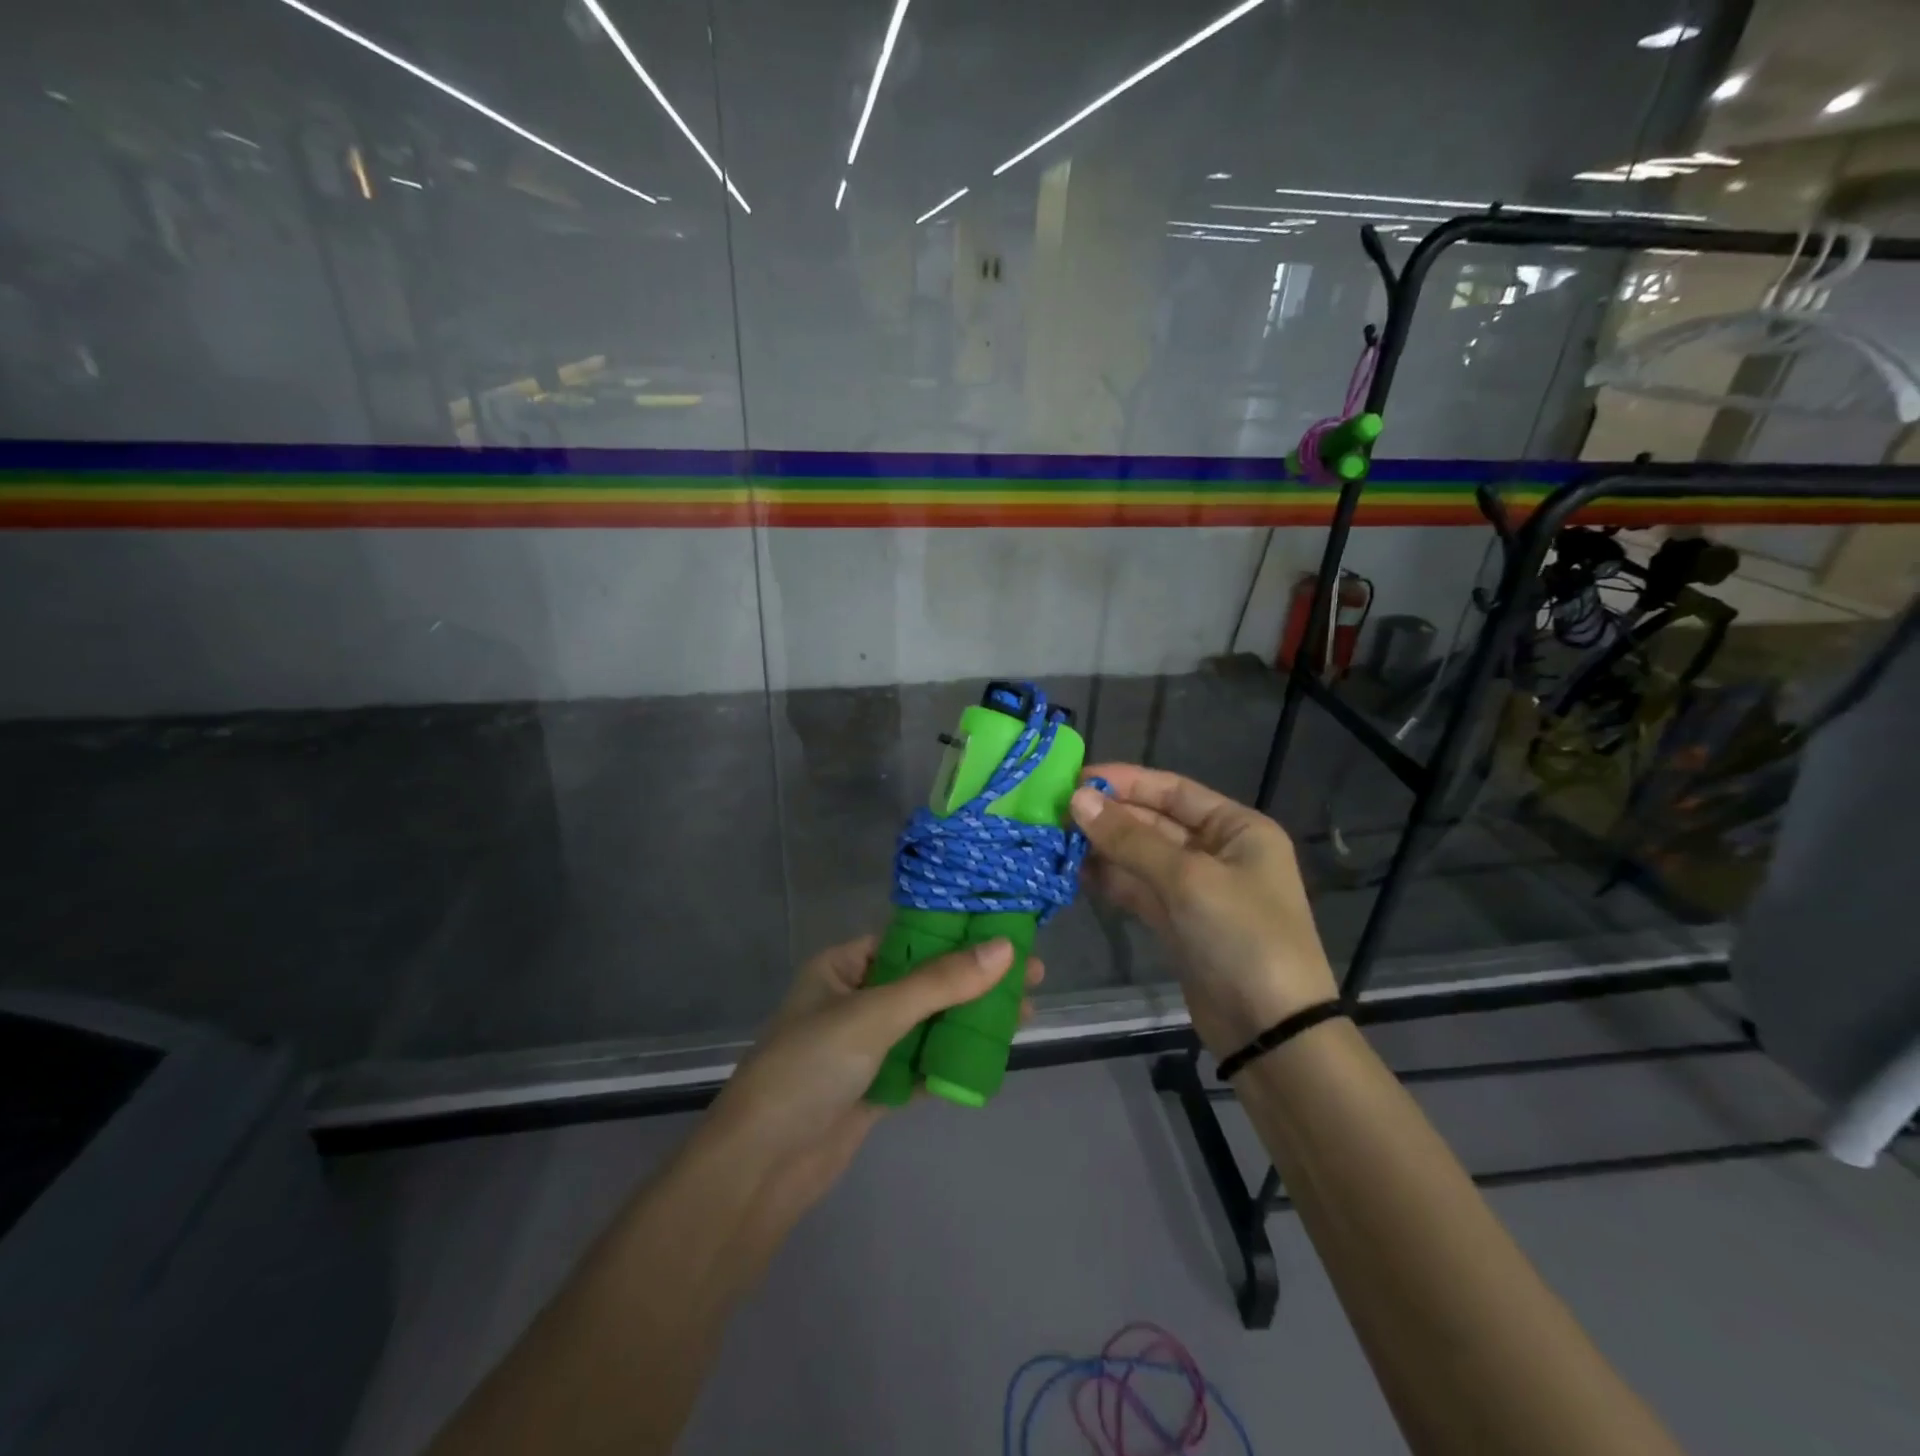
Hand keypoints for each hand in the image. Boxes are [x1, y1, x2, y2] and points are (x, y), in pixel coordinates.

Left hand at [706, 934, 1043, 1235]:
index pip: (909, 936)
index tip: (1006, 928)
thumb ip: (940, 983)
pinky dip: (955, 1057)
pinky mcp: (876, 1085)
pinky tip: (994, 1052)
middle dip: (975, 977)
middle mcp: (855, 998)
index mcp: (842, 965)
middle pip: (926, 980)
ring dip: (972, 1017)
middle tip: (1032, 972)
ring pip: (929, 1022)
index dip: (958, 931)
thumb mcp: (875, 1015)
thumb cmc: (809, 1068)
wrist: (761, 1168)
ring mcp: (866, 1045)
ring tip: (1026, 1010)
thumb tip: (1005, 947)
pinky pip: (924, 1061)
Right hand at [1071, 764, 1337, 1058]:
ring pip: (1142, 857)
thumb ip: (1130, 838)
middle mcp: (1218, 852)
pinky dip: (1111, 881)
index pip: (1173, 790)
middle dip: (1109, 817)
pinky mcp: (1178, 924)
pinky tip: (1075, 873)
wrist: (1271, 1032)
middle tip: (1055, 813)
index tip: (1074, 779)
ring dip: (1104, 849)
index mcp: (1237, 828)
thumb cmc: (1242, 937)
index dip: (1125, 782)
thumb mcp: (1187, 879)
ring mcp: (1197, 890)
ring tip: (1056, 841)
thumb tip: (1077, 799)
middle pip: (1154, 822)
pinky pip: (1139, 889)